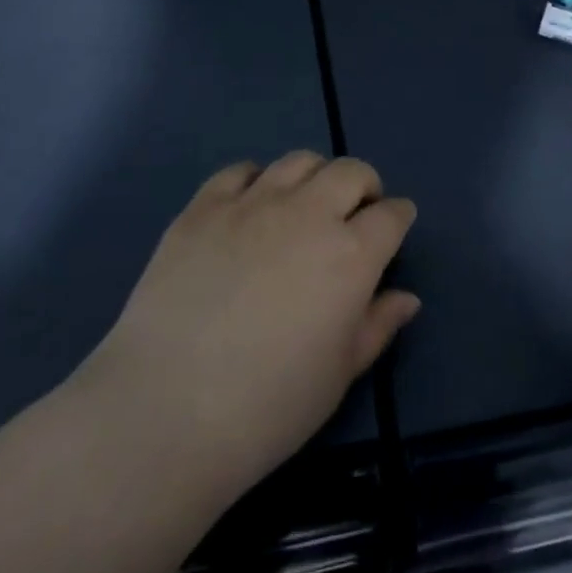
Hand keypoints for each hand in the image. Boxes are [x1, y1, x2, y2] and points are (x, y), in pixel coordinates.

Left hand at [70, 152, 418, 506]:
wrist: (165, 411)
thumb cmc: (269, 405)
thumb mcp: (340, 374)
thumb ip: (378, 325)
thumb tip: (406, 297)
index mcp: (351, 254)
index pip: (391, 215)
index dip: (399, 218)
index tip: (395, 228)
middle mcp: (307, 214)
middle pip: (350, 172)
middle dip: (364, 186)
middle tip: (355, 214)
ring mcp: (251, 204)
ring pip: (298, 161)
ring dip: (315, 177)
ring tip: (305, 206)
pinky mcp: (202, 208)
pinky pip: (239, 171)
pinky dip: (256, 180)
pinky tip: (250, 208)